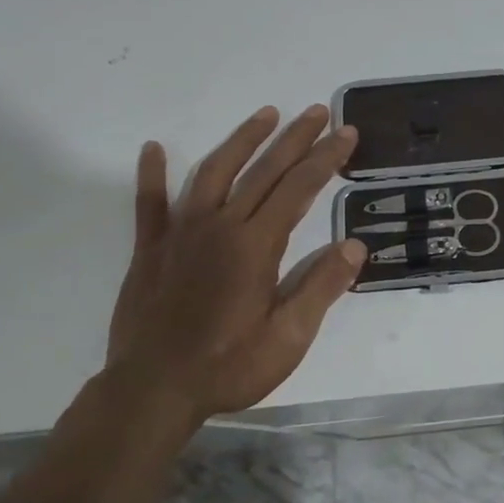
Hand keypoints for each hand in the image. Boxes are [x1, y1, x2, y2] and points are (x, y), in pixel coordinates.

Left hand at [105, 105, 364, 427]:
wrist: (152, 391)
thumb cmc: (228, 366)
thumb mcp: (289, 338)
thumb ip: (321, 288)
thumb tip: (355, 246)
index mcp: (255, 246)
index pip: (299, 189)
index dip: (325, 158)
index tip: (346, 133)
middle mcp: (219, 227)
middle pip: (263, 171)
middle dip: (295, 138)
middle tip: (318, 111)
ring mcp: (180, 234)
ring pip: (213, 172)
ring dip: (241, 140)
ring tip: (265, 114)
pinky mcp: (150, 249)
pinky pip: (149, 204)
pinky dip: (151, 175)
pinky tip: (153, 148)